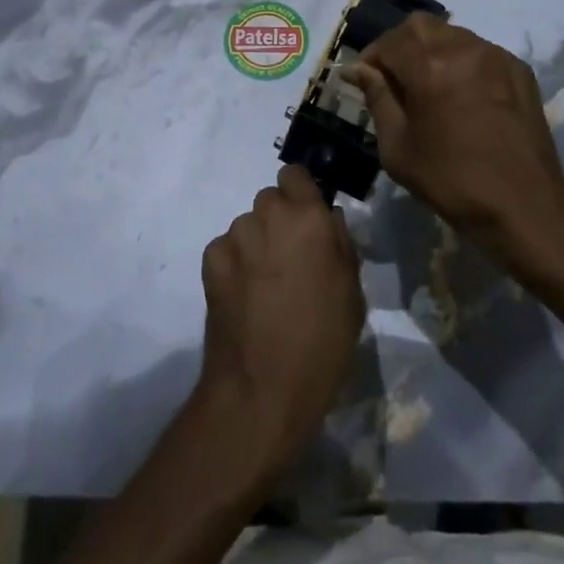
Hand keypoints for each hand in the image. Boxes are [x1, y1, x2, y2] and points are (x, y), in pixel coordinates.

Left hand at [198, 165, 365, 468]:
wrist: (262, 389)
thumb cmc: (322, 344)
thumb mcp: (352, 293)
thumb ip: (340, 243)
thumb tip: (328, 217)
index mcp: (309, 217)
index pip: (295, 174)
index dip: (300, 193)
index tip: (306, 220)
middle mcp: (269, 214)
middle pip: (271, 200)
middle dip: (279, 222)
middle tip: (289, 262)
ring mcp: (236, 235)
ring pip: (248, 225)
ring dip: (256, 244)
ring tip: (265, 288)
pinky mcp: (210, 258)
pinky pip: (227, 249)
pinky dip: (234, 265)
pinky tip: (244, 298)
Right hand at [344, 14, 563, 259]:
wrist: (523, 207)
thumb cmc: (451, 181)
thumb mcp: (397, 146)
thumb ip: (377, 98)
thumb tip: (357, 70)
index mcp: (428, 67)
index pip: (388, 42)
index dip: (371, 58)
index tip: (364, 79)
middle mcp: (462, 48)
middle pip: (419, 26)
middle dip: (400, 45)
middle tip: (394, 77)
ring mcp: (495, 56)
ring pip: (451, 34)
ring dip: (431, 49)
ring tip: (428, 84)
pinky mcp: (518, 69)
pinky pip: (479, 50)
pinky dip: (461, 61)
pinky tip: (461, 92)